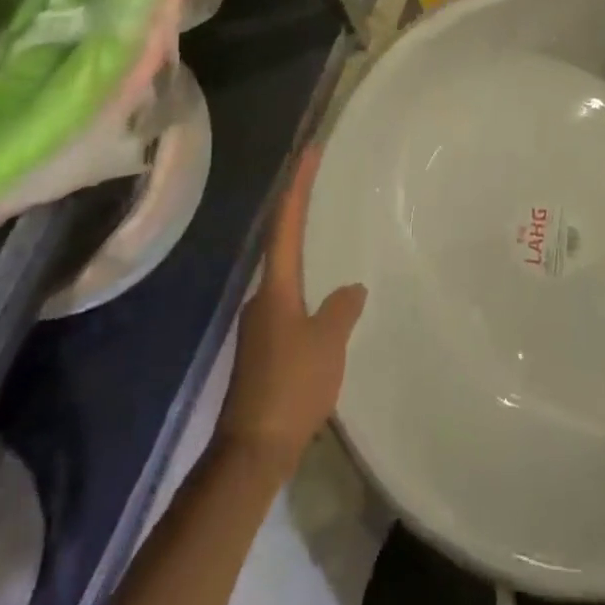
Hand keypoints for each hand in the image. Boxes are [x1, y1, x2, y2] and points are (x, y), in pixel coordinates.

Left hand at [220, 148, 367, 474]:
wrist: (252, 451)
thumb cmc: (291, 387)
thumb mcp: (327, 343)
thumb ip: (341, 310)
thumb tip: (352, 288)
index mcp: (276, 287)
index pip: (286, 223)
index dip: (297, 185)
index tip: (309, 152)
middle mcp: (262, 297)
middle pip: (280, 243)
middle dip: (298, 211)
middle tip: (320, 185)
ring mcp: (260, 324)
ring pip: (285, 275)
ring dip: (302, 249)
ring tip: (327, 236)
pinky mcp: (264, 348)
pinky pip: (289, 301)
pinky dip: (304, 285)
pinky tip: (322, 299)